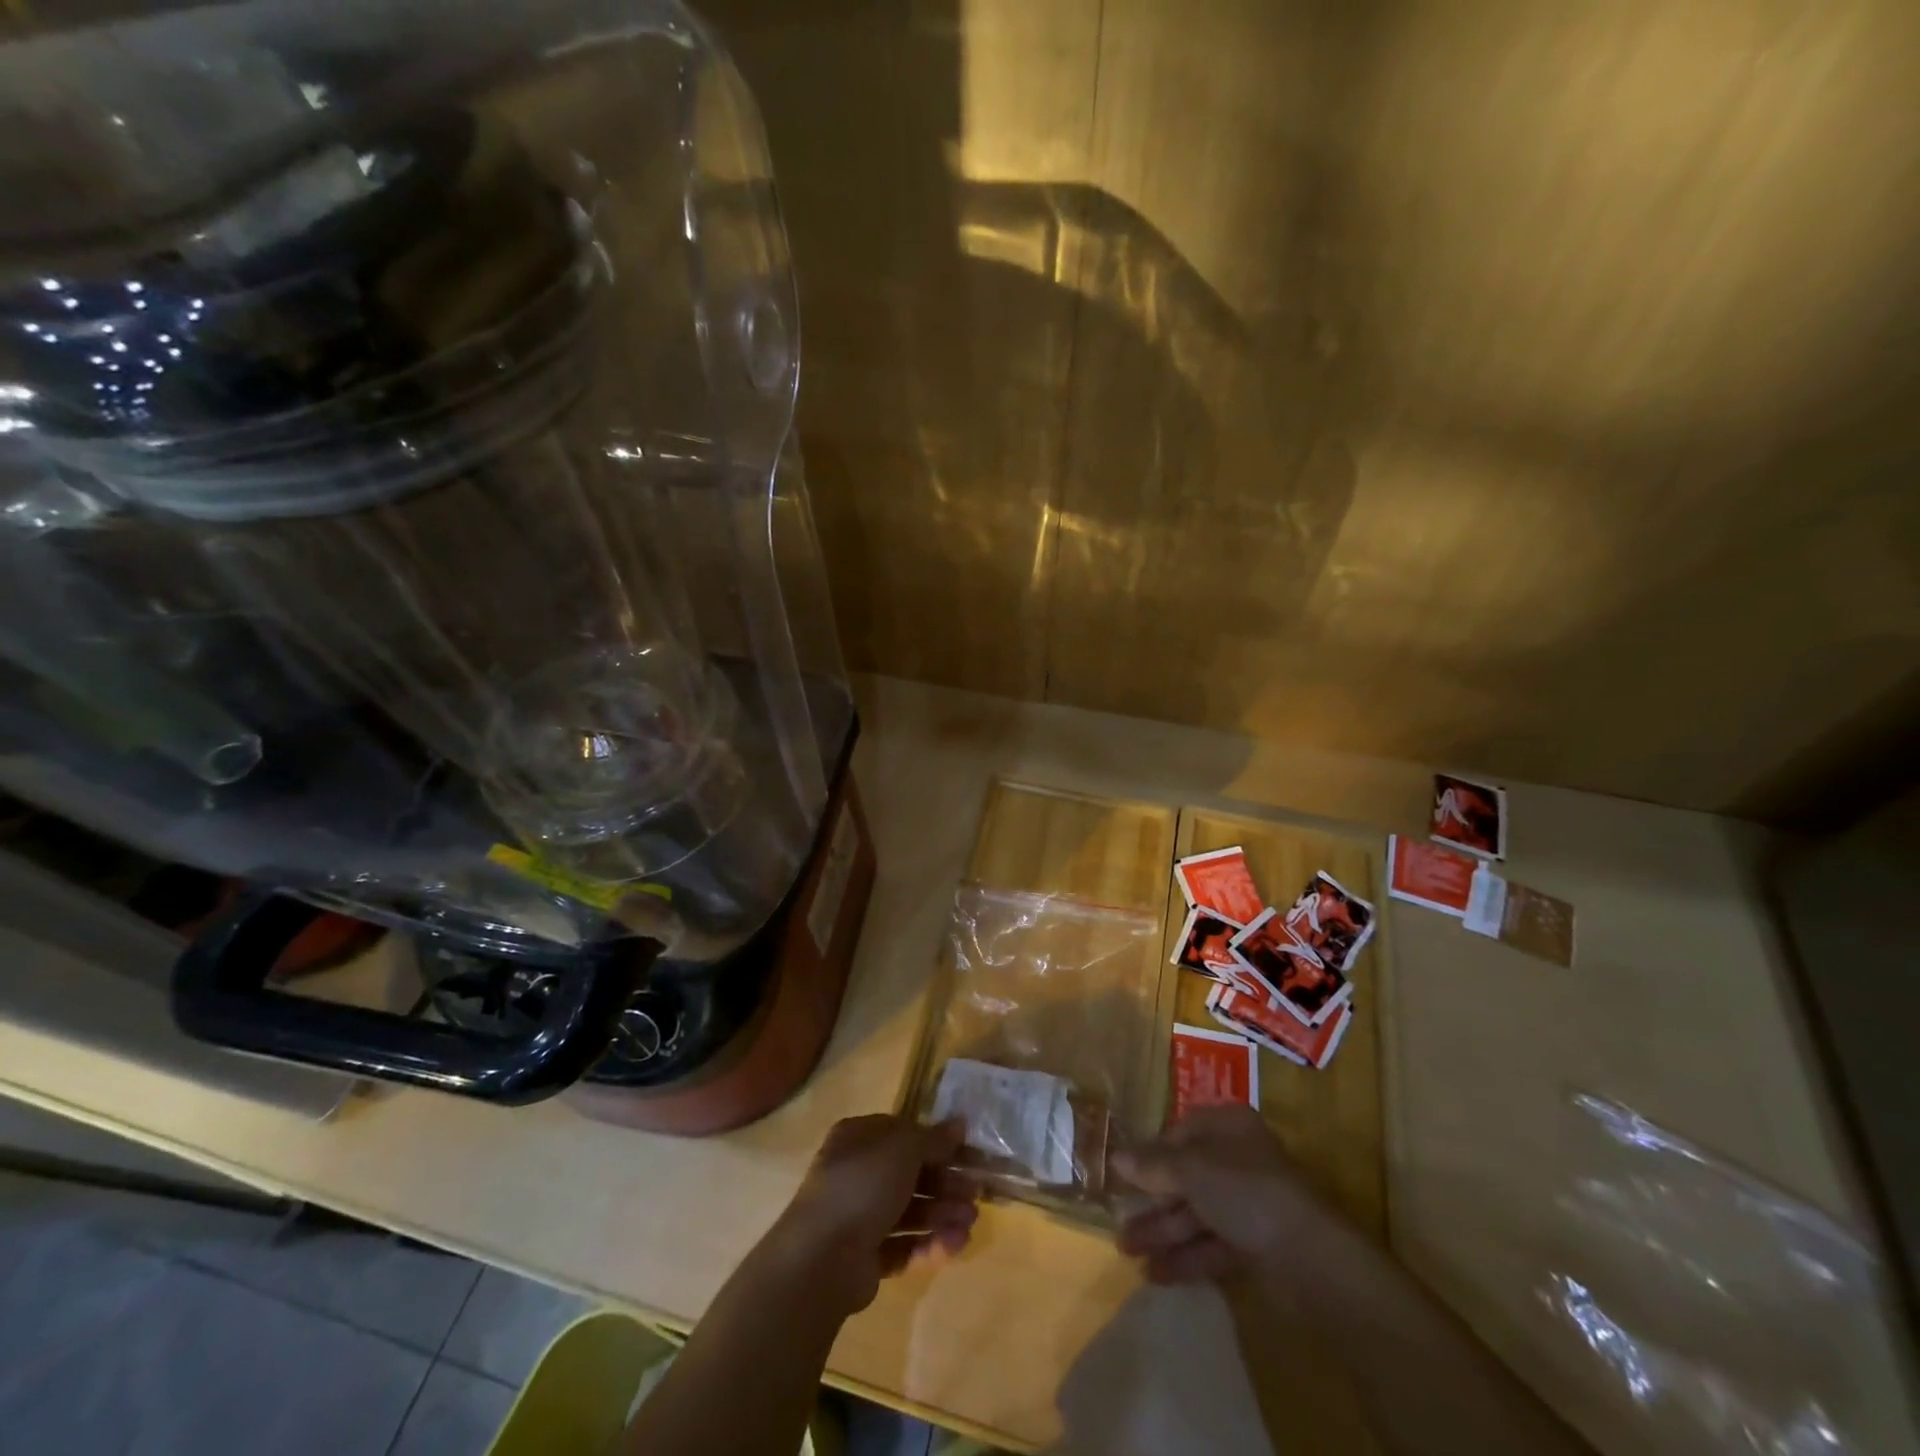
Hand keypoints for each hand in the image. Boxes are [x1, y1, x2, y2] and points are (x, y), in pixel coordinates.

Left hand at [772, 1115, 978, 1317]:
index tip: (969, 1154)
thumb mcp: (904, 1148)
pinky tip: (955, 1245)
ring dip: (943, 1214)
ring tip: (971, 1222)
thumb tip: (959, 1123)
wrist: (822, 1257)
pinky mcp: (865, 1257)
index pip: (905, 1135)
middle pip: (911, 1175)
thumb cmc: (863, 1185)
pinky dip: (930, 1244)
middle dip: (946, 1184)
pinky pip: (904, 1245)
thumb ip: (934, 1138)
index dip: (938, 1143)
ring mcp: (859, 1217)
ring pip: (910, 1211)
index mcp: (859, 1139)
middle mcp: (858, 1174)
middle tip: (977, 1194)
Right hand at [1114, 1104, 1332, 1284]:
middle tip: (1119, 1222)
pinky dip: (1185, 1256)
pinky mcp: (1256, 1244)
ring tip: (1127, 1252)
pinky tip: (1155, 1273)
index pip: (1181, 1132)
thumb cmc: (1246, 1191)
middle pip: (1186, 1176)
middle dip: (1152, 1200)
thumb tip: (1116, 1157)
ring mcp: (1249, 1204)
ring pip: (1196, 1212)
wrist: (1310, 1257)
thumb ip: (1152, 1165)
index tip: (1125, 1174)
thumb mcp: (1191, 1169)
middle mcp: (1238, 1159)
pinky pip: (1212, 1244)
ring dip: (1162, 1231)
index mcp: (1228, 1127)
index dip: (1152, 1152)